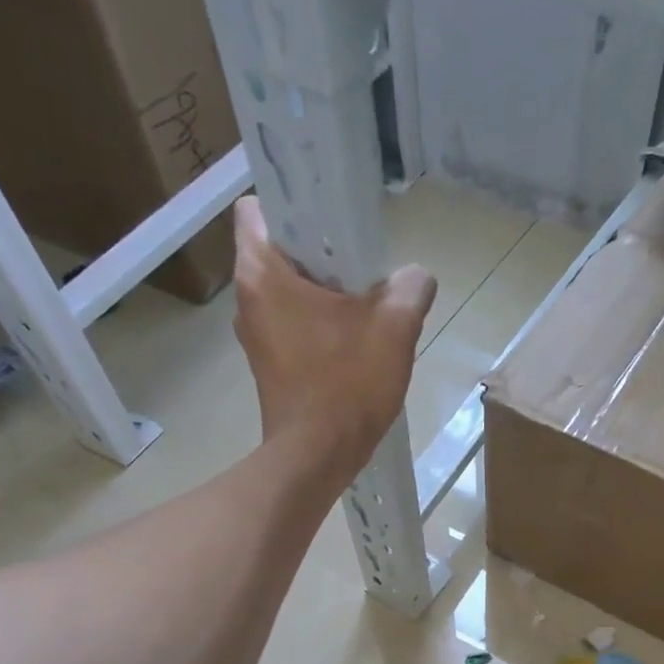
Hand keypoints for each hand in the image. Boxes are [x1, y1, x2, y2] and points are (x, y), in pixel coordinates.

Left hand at [231, 195, 437, 475]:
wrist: (317, 458)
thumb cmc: (346, 386)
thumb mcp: (393, 329)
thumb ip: (410, 290)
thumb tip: (416, 277)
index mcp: (262, 273)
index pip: (259, 209)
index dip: (295, 205)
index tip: (334, 222)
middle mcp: (247, 300)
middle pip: (279, 252)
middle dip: (320, 254)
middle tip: (363, 267)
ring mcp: (255, 337)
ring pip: (288, 294)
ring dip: (322, 295)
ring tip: (365, 308)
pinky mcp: (269, 367)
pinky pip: (293, 328)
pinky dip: (318, 327)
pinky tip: (353, 345)